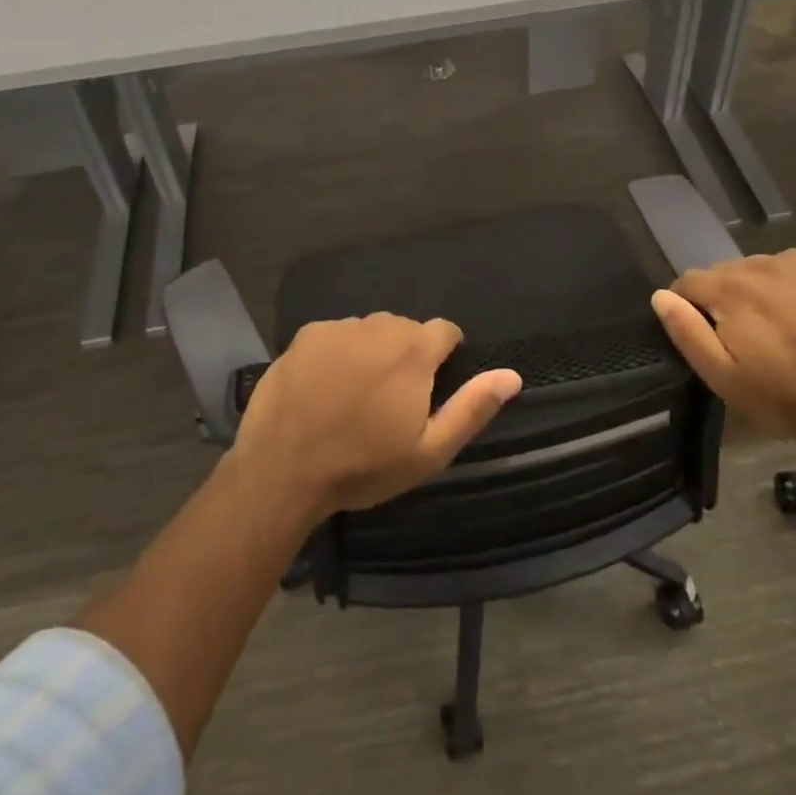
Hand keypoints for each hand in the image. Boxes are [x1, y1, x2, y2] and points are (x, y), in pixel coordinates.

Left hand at [230, 313, 522, 520]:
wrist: (282, 469)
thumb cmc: (363, 465)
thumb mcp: (429, 450)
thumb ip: (473, 407)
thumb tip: (512, 375)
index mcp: (414, 349)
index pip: (445, 331)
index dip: (445, 356)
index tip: (432, 387)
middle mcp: (379, 325)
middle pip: (405, 331)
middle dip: (407, 357)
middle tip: (391, 402)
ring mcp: (339, 327)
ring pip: (369, 332)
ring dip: (371, 353)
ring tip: (354, 396)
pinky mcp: (306, 334)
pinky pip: (335, 336)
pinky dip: (337, 354)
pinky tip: (324, 388)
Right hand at [651, 249, 795, 444]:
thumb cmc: (786, 396)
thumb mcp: (723, 377)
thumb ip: (686, 332)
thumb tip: (660, 296)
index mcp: (728, 289)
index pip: (687, 282)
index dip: (689, 309)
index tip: (706, 336)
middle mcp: (758, 264)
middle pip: (722, 274)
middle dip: (723, 299)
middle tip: (744, 339)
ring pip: (755, 269)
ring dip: (754, 290)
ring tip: (775, 328)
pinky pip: (789, 268)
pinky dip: (786, 285)